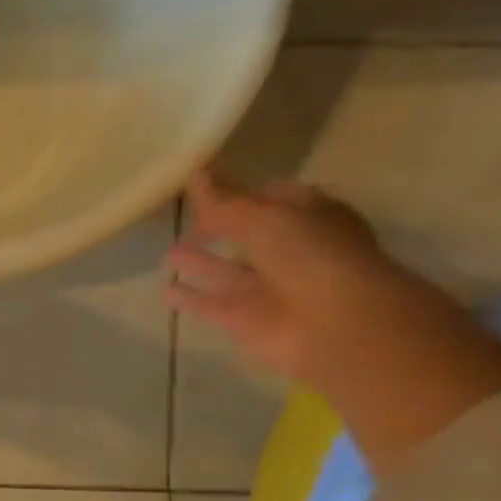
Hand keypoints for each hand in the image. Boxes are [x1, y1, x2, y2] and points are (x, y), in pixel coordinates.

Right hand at [167, 169, 500, 475]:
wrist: (334, 326)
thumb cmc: (311, 257)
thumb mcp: (264, 217)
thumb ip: (224, 201)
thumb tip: (195, 173)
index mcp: (309, 217)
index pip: (272, 197)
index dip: (241, 190)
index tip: (205, 184)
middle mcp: (291, 251)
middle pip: (248, 234)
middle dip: (220, 226)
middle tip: (184, 215)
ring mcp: (269, 288)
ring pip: (228, 271)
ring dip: (201, 262)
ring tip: (168, 250)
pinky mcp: (246, 319)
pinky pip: (211, 304)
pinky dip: (191, 298)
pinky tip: (165, 289)